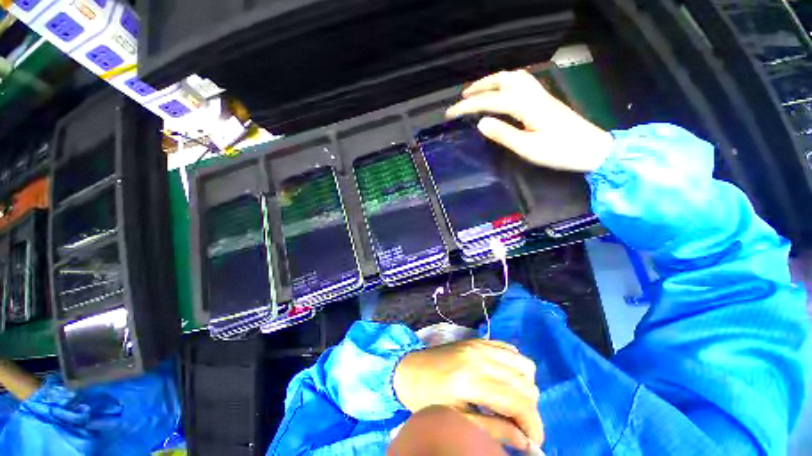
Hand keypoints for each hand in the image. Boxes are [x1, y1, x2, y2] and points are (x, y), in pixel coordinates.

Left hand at [393, 339, 542, 449]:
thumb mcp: (456, 421)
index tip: (532, 443)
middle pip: (526, 383)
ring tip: (509, 401)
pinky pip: (509, 349)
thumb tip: (526, 443)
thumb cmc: (425, 399)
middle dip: (529, 410)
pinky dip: (514, 366)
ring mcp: (479, 344)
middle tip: (516, 425)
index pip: (520, 402)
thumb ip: (493, 430)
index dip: (533, 426)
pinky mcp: (477, 340)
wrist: (408, 369)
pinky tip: (502, 379)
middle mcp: (480, 356)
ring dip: (524, 386)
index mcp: (471, 379)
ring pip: (523, 364)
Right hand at [446, 69, 613, 172]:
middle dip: (480, 86)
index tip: (451, 112)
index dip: (468, 106)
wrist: (592, 149)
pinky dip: (505, 83)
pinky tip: (501, 93)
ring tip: (478, 91)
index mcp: (526, 106)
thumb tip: (481, 123)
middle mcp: (532, 94)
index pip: (490, 101)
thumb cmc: (560, 152)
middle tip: (462, 97)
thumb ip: (503, 134)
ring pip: (513, 78)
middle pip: (503, 80)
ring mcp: (540, 95)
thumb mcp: (527, 148)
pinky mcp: (545, 101)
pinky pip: (521, 83)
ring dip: (493, 81)